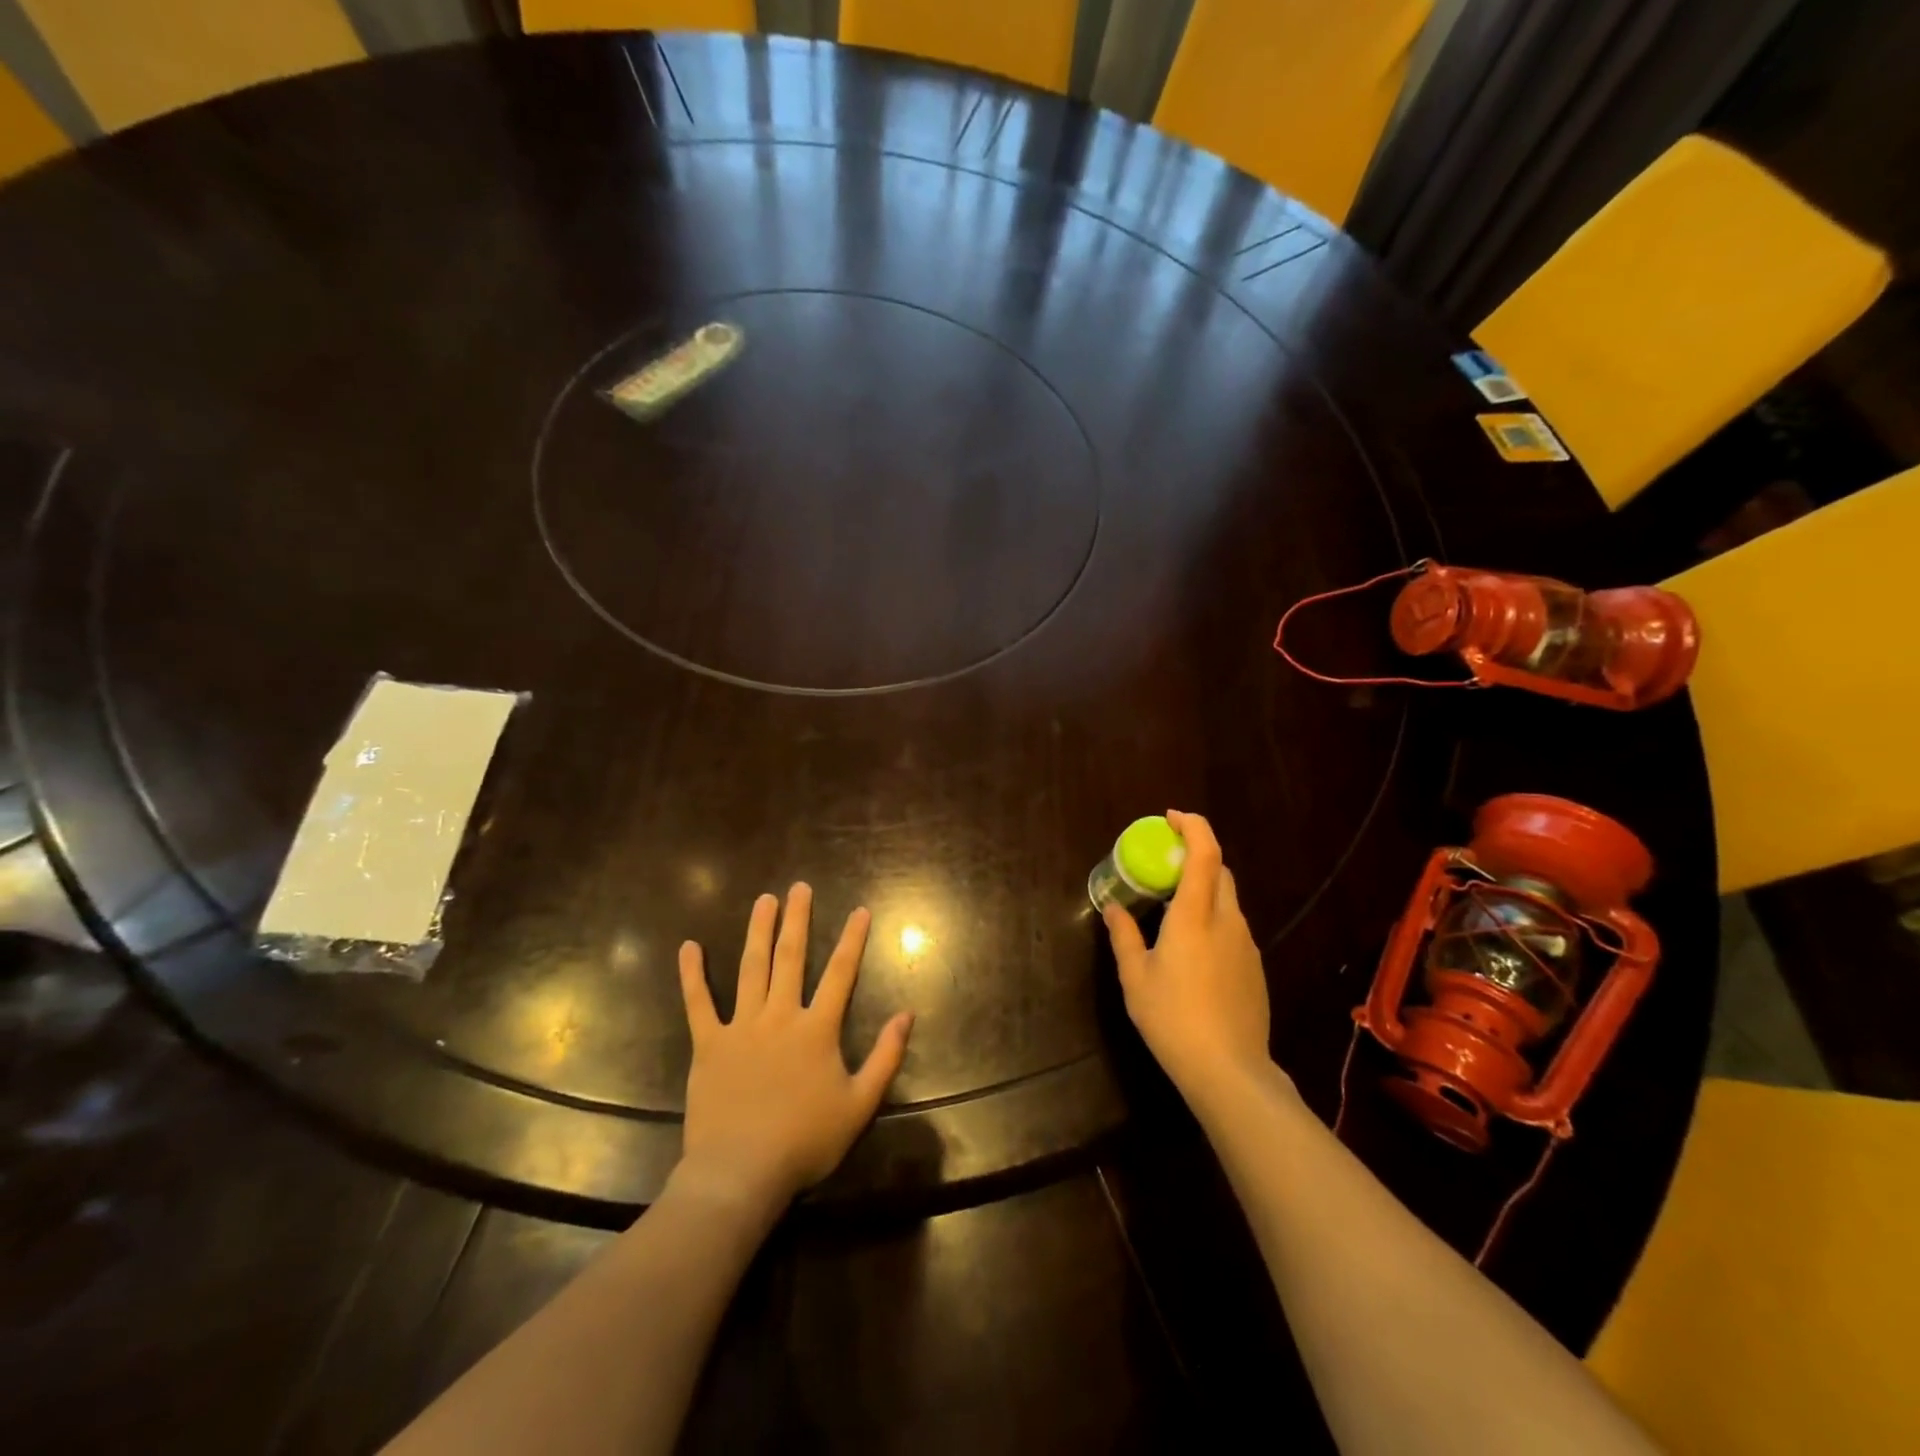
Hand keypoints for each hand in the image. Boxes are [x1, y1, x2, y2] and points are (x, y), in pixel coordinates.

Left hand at [674, 884, 913, 1214]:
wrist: (740, 1172)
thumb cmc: (805, 1141)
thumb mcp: (860, 1104)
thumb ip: (886, 1057)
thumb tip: (907, 1015)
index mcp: (817, 1029)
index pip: (840, 973)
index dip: (852, 940)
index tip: (859, 910)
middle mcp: (780, 1015)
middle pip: (791, 958)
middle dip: (797, 919)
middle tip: (799, 887)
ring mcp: (741, 1026)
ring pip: (751, 968)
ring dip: (758, 931)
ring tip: (764, 900)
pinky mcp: (709, 1044)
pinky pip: (698, 1003)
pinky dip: (692, 975)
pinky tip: (688, 947)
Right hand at [1102, 810, 1271, 1097]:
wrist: (1229, 1071)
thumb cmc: (1173, 1018)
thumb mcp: (1135, 977)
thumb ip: (1124, 935)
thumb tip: (1112, 907)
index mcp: (1195, 915)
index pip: (1205, 852)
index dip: (1192, 826)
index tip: (1170, 818)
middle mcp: (1226, 920)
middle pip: (1219, 870)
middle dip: (1195, 855)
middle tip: (1163, 865)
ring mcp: (1246, 944)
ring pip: (1227, 899)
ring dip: (1202, 889)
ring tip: (1171, 910)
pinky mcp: (1254, 967)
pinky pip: (1232, 926)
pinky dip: (1212, 918)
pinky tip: (1192, 950)